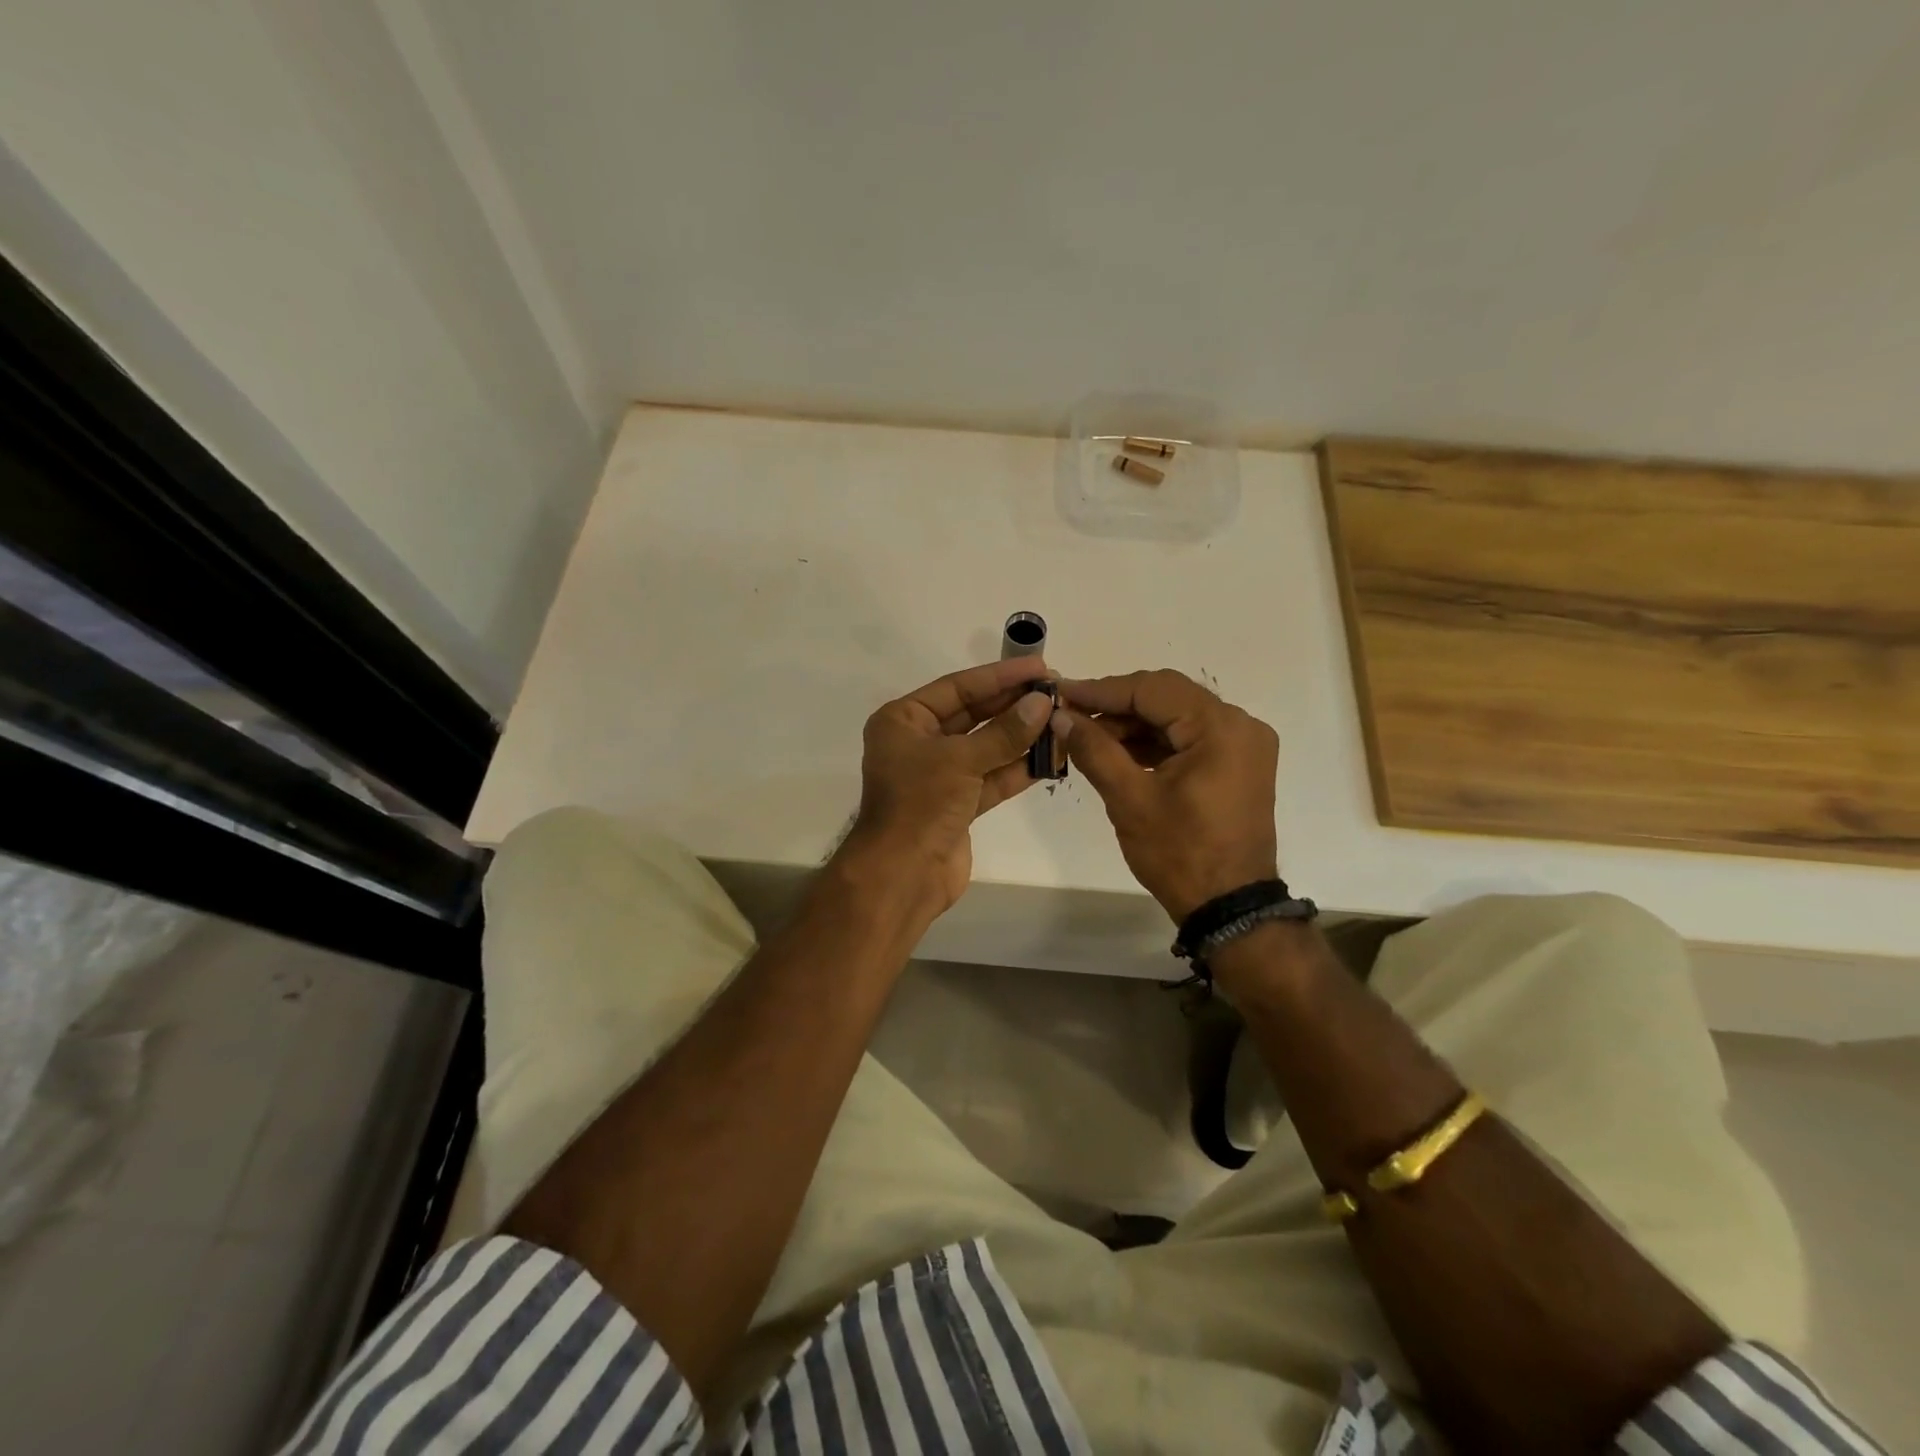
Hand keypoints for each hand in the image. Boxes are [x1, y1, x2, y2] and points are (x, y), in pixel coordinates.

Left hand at [841, 657, 1056, 913]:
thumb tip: (1043, 702)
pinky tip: (1051, 756)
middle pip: (973, 714)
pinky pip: (992, 777)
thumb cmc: (919, 804)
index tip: (1039, 667)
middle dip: (1014, 704)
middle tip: (1057, 691)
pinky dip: (1018, 768)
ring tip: (1062, 720)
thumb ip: (1004, 732)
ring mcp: (940, 775)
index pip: (958, 687)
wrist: (902, 875)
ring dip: (1022, 736)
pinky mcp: (958, 804)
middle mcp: (919, 742)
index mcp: (904, 721)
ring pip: (987, 747)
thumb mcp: (961, 760)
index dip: (999, 676)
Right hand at [1059, 669, 1279, 921]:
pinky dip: (1154, 743)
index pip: (1152, 689)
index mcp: (1221, 728)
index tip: (1060, 693)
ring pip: (1177, 717)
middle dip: (1116, 706)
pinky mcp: (1238, 765)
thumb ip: (1094, 749)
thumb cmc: (1180, 854)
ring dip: (1132, 725)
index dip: (1102, 690)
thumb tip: (1061, 715)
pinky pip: (1189, 739)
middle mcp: (1240, 725)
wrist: (1229, 908)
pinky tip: (1117, 752)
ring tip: (1086, 737)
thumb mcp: (1129, 799)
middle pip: (1167, 697)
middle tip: (1070, 715)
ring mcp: (1243, 745)